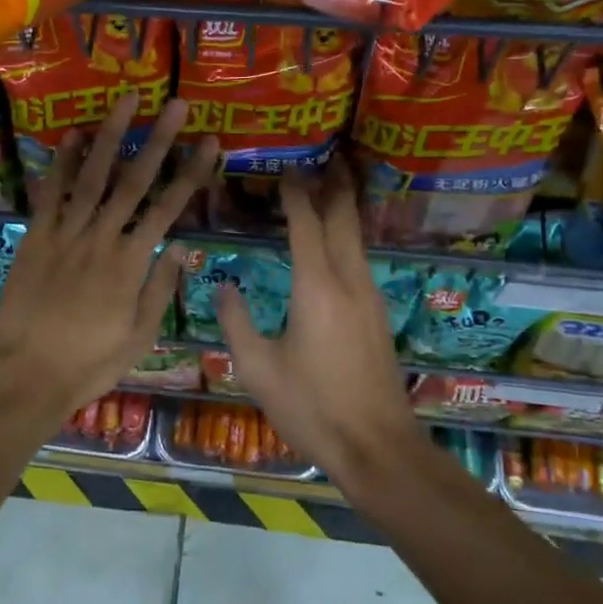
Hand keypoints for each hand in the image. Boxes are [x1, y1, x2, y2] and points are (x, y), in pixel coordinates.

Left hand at [0, 92, 216, 418]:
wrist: (28, 374)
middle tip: (176, 104)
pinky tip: (73, 136)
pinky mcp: (36, 237)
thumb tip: (182, 244)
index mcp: (132, 263)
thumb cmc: (91, 361)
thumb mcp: (140, 335)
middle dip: (158, 140)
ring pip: (93, 177)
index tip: (209, 142)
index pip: (168, 208)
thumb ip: (161, 287)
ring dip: (111, 137)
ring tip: (126, 101)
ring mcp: (66, 234)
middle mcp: (102, 238)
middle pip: (134, 182)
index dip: (191, 173)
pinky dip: (62, 164)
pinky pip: (50, 194)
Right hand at [215, 161, 416, 478]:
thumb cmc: (312, 408)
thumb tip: (225, 287)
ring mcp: (370, 298)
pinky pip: (361, 260)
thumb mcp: (258, 369)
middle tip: (328, 156)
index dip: (296, 194)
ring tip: (329, 188)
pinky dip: (347, 237)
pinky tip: (337, 243)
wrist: (377, 447)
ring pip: (357, 239)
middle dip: (336, 185)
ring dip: (344, 209)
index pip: (306, 225)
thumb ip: (236, 323)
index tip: (287, 168)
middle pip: (344, 220)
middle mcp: (349, 282)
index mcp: (317, 288)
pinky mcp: (377, 316)